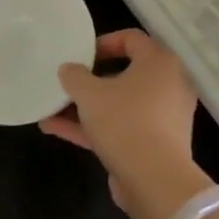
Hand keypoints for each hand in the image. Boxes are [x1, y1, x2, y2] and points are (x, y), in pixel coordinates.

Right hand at [39, 29, 212, 218]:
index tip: (79, 55)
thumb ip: (74, 76)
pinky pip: (121, 127)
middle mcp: (168, 86)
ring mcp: (163, 118)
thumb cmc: (124, 121)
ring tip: (50, 109)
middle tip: (67, 83)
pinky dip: (93, 127)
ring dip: (86, 107)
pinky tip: (56, 129)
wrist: (154, 180)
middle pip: (125, 74)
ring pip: (119, 104)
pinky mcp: (154, 145)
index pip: (132, 39)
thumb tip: (69, 69)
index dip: (102, 42)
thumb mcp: (89, 93)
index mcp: (159, 63)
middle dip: (89, 80)